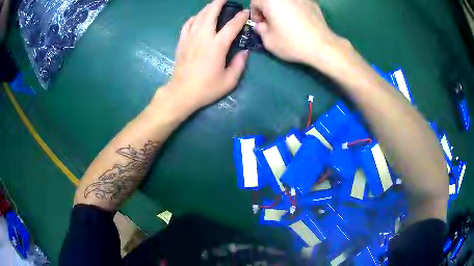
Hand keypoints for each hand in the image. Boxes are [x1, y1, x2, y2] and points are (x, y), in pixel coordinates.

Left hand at [163, 0, 248, 114]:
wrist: (181, 93)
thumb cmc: (206, 88)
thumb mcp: (229, 81)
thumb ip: (239, 64)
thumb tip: (245, 51)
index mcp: (217, 46)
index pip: (231, 26)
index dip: (240, 17)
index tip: (245, 12)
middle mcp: (203, 37)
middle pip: (210, 14)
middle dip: (218, 3)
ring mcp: (190, 38)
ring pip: (198, 17)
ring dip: (206, 8)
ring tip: (213, 4)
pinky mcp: (181, 42)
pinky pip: (187, 24)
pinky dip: (193, 18)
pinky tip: (197, 17)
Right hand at [250, 0, 347, 67]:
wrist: (322, 46)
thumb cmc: (292, 43)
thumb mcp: (268, 41)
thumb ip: (260, 30)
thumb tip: (261, 25)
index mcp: (271, 0)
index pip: (255, 2)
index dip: (255, 14)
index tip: (261, 24)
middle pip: (270, 0)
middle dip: (267, 9)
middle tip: (272, 23)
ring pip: (285, 2)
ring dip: (281, 8)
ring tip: (286, 22)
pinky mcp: (312, 3)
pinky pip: (297, 3)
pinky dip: (294, 9)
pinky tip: (299, 21)